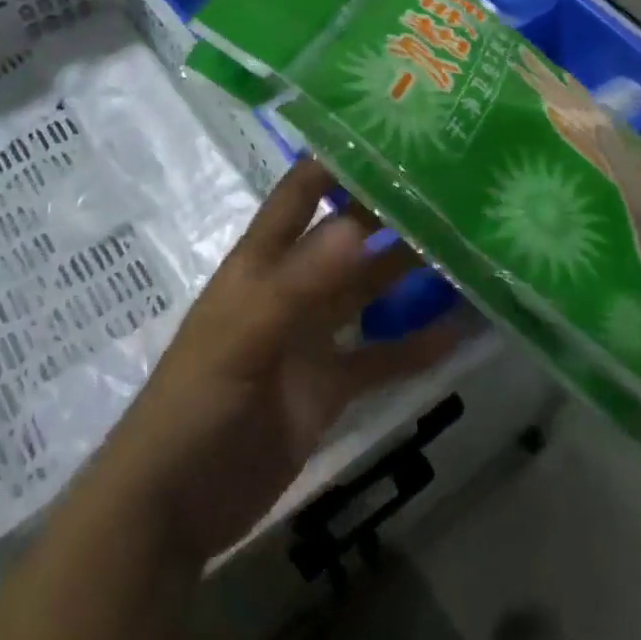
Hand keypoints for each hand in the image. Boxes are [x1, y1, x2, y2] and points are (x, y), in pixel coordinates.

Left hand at [94, 159, 463, 564]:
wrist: (174, 506)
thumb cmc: (195, 406)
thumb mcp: (242, 339)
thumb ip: (299, 285)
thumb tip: (355, 225)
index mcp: (259, 265)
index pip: (298, 196)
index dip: (334, 161)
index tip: (390, 133)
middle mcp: (290, 291)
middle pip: (344, 240)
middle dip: (387, 213)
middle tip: (451, 187)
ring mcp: (311, 340)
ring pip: (366, 294)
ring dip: (408, 274)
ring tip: (466, 247)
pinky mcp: (328, 387)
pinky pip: (379, 359)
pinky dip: (415, 346)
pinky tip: (460, 330)